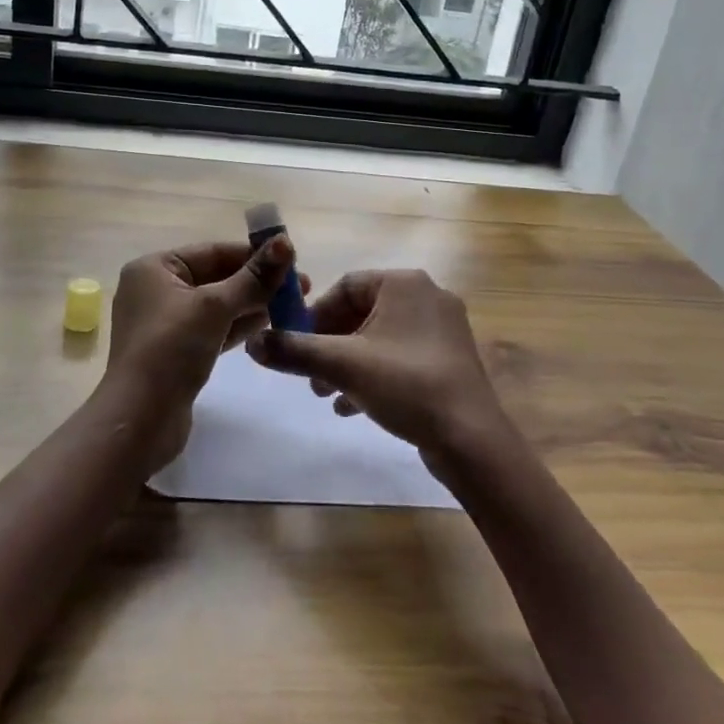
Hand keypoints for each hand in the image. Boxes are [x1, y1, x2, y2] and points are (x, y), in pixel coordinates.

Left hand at [101, 237, 299, 465]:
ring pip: (217, 304)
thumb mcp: (215, 307)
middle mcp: (156, 289)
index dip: (254, 255)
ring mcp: (165, 323)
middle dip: (256, 281)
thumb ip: (253, 277)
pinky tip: (268, 326)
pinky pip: (213, 328)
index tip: (294, 260)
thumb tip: (285, 242)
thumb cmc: (171, 350)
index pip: (213, 251)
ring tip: (292, 307)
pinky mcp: (176, 351)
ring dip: (252, 304)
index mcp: (154, 268)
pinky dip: (238, 326)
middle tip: (302, 288)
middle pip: (216, 276)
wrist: (140, 420)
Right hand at [246, 269, 513, 461]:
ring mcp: (441, 330)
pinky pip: (399, 357)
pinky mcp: (448, 360)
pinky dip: (372, 374)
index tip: (293, 343)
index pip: (345, 286)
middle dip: (328, 343)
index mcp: (404, 284)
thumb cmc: (406, 385)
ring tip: (323, 393)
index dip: (314, 314)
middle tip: (306, 373)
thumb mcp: (342, 366)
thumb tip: (253, 344)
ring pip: (379, 337)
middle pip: (361, 311)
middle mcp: (426, 297)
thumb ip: (294, 351)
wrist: (471, 440)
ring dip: (346, 362)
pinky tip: (351, 406)